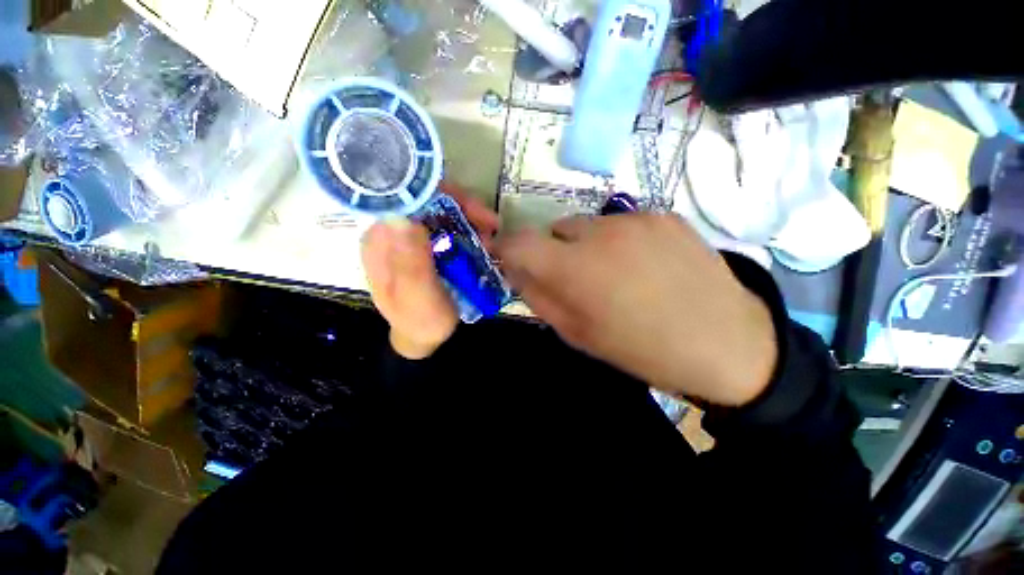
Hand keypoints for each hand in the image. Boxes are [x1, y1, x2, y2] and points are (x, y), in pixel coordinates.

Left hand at [361, 185, 499, 358]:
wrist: (425, 336)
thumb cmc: (420, 322)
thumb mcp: (418, 299)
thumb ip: (412, 265)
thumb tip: (406, 216)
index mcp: (381, 242)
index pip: (404, 199)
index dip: (438, 194)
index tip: (470, 208)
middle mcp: (393, 232)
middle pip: (427, 200)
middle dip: (462, 206)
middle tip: (490, 225)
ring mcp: (411, 236)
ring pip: (442, 209)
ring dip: (470, 218)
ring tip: (490, 237)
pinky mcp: (427, 242)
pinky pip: (449, 224)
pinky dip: (469, 228)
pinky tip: (484, 241)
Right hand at [495, 213, 777, 405]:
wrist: (725, 341)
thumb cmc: (642, 348)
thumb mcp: (578, 334)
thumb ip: (538, 297)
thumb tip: (517, 271)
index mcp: (576, 268)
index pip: (520, 243)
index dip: (506, 248)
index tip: (506, 257)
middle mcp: (601, 232)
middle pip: (555, 229)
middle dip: (553, 251)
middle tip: (575, 277)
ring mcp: (636, 218)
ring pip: (588, 224)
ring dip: (586, 244)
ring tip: (613, 271)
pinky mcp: (663, 215)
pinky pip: (621, 223)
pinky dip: (618, 240)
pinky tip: (642, 264)